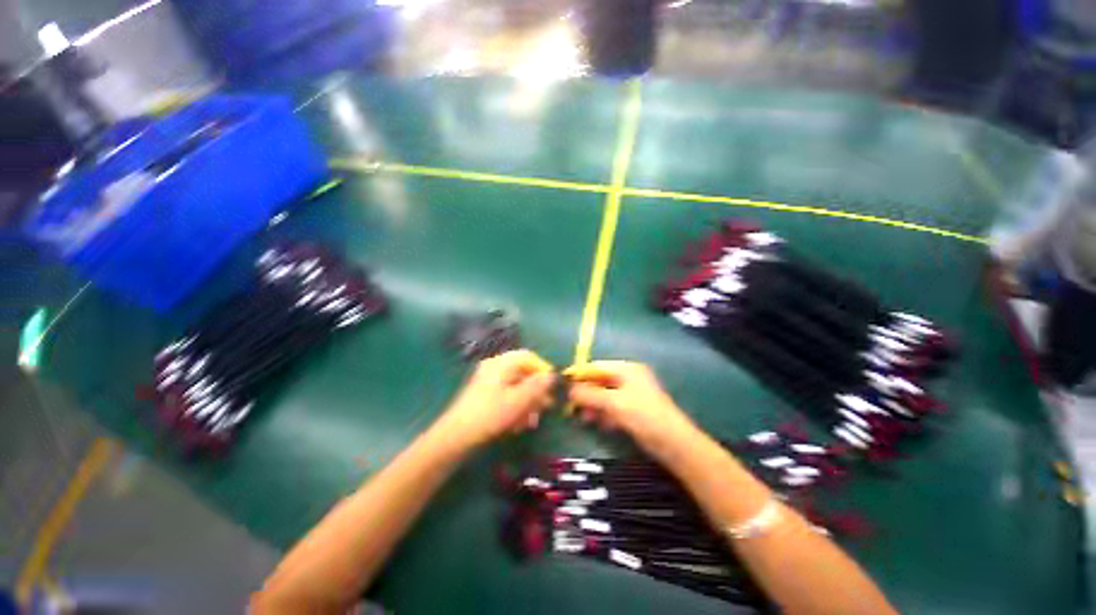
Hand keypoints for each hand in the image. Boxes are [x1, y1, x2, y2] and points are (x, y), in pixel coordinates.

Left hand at [436, 349, 555, 449]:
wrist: (455, 437)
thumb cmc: (490, 415)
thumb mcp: (518, 400)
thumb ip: (537, 386)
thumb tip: (552, 375)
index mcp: (501, 363)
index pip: (528, 357)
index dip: (542, 369)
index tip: (552, 386)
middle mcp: (495, 368)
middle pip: (523, 373)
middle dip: (536, 391)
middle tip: (546, 408)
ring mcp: (488, 382)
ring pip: (516, 387)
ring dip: (527, 403)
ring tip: (531, 422)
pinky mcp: (485, 397)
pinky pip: (506, 397)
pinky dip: (515, 408)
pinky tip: (518, 426)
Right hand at [565, 361, 699, 456]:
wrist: (674, 444)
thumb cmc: (643, 415)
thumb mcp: (614, 403)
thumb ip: (590, 394)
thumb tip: (570, 389)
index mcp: (627, 369)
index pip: (597, 367)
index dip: (580, 375)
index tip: (564, 384)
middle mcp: (629, 377)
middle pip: (600, 381)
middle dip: (587, 394)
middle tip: (572, 407)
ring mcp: (632, 394)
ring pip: (605, 396)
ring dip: (594, 406)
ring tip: (585, 419)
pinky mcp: (634, 409)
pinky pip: (613, 407)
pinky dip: (605, 414)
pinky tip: (601, 424)